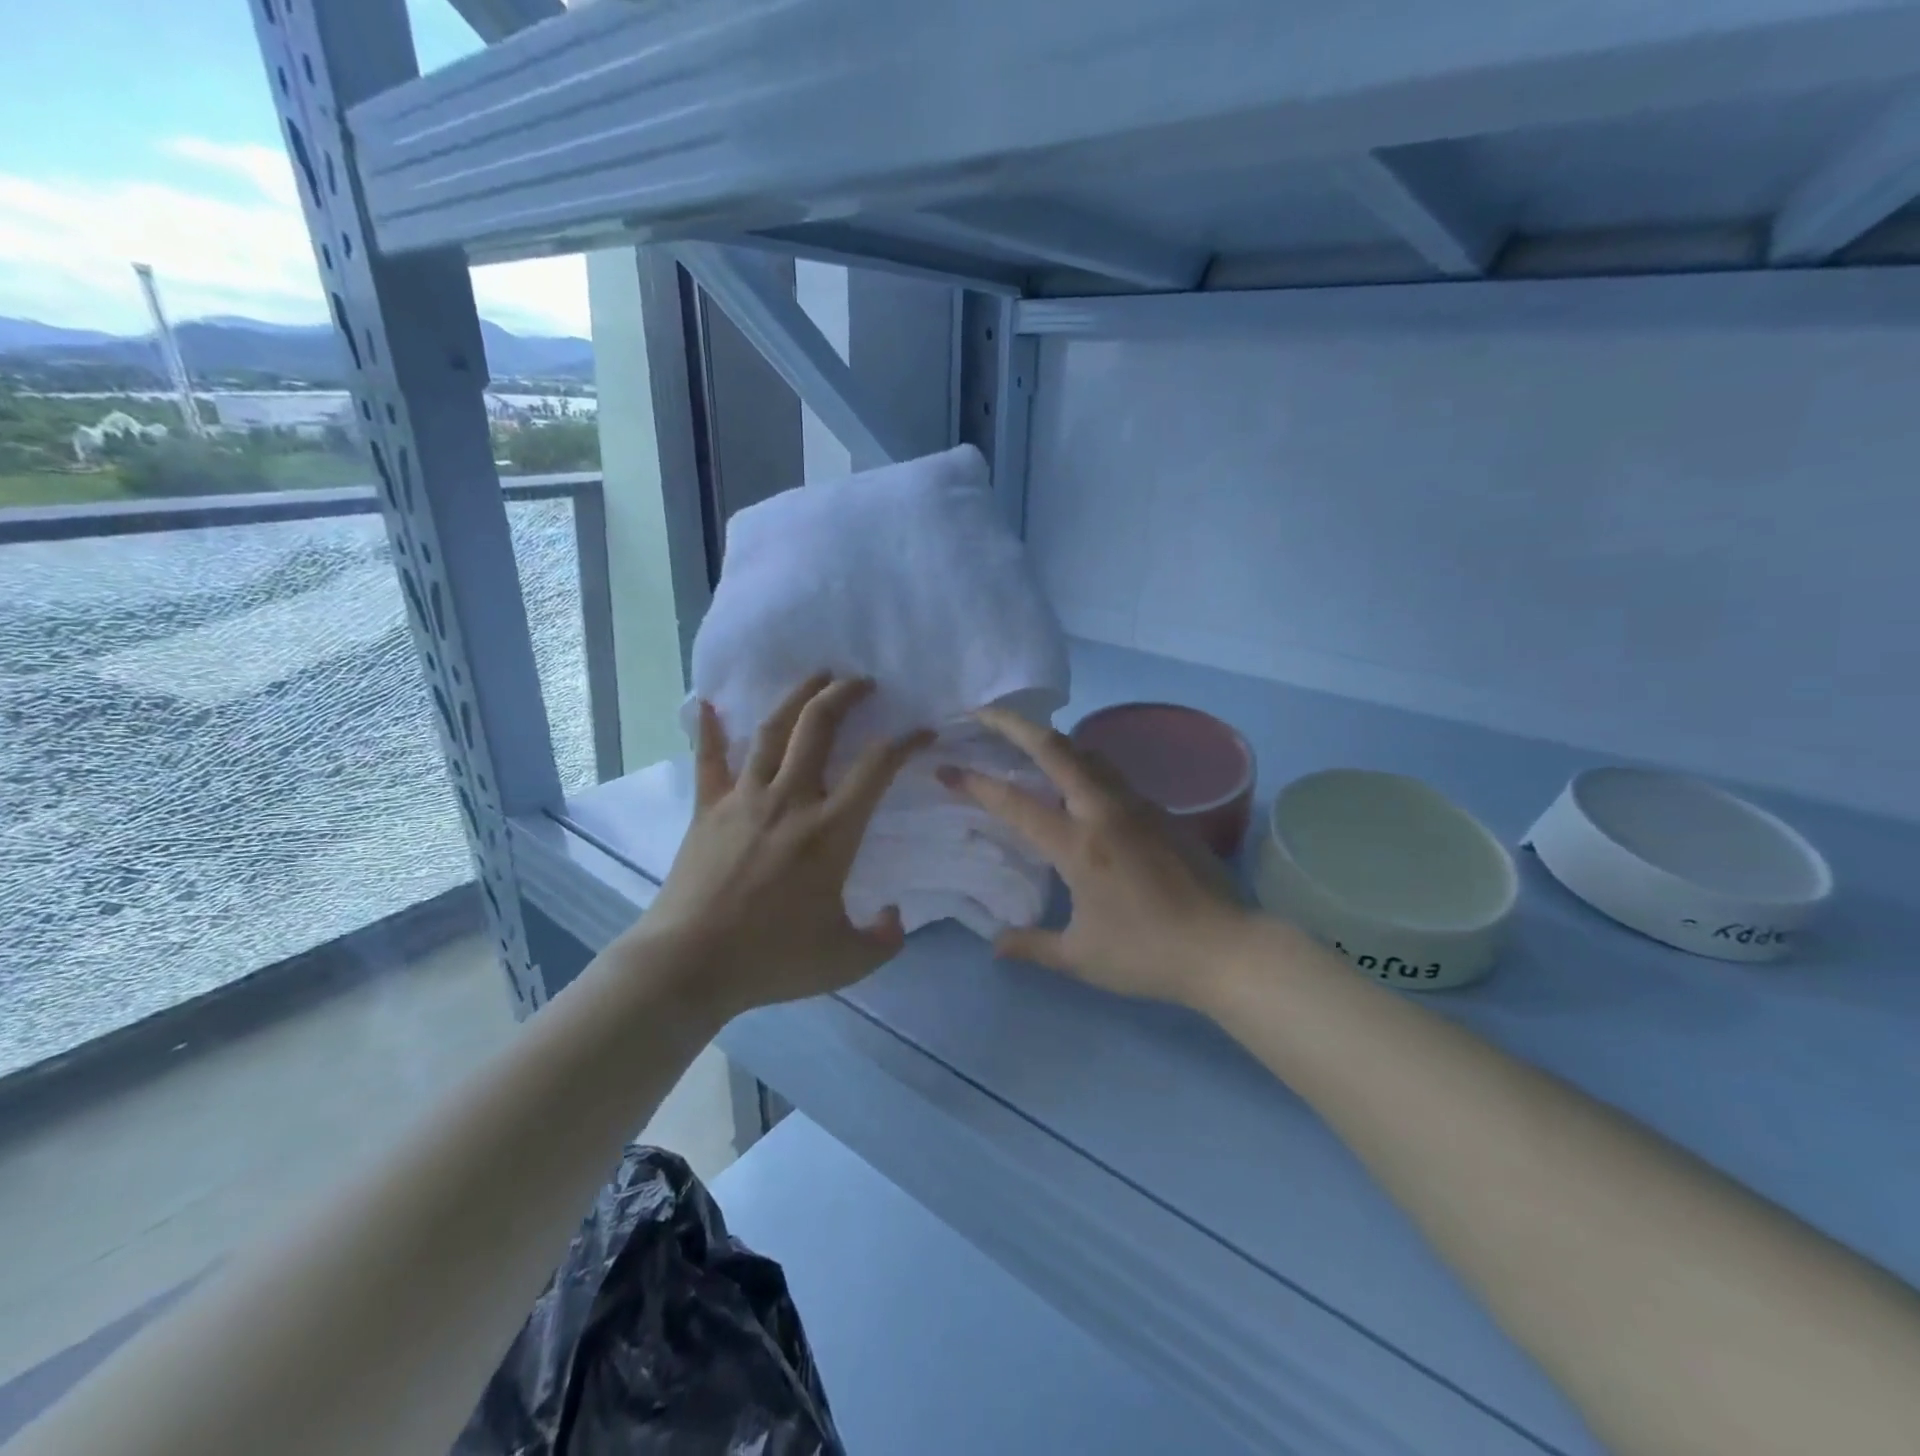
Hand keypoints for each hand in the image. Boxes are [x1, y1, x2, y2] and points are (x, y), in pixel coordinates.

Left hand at [635, 674, 932, 1017]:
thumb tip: (896, 916)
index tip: (922, 731)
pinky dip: (710, 730)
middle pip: (819, 727)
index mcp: (830, 831)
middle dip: (845, 695)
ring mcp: (744, 799)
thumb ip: (884, 939)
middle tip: (862, 681)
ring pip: (772, 730)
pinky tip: (708, 703)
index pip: (877, 768)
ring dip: (797, 697)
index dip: (906, 742)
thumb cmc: (771, 960)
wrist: (688, 966)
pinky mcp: (707, 809)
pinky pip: (710, 760)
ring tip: (816, 676)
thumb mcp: (846, 960)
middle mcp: (790, 800)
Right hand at [939, 708, 1253, 1007]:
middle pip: (1055, 748)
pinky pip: (1109, 773)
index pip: (1016, 803)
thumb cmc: (1148, 954)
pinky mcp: (1160, 811)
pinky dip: (1080, 762)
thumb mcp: (1081, 957)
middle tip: (981, 713)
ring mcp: (1136, 805)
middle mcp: (1105, 811)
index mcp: (1079, 845)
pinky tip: (1073, 781)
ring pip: (1087, 753)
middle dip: (1013, 724)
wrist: (1226, 948)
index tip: (947, 769)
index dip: (976, 783)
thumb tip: (995, 944)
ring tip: (1023, 740)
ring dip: (1050, 739)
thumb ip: (1032, 946)